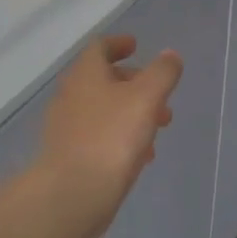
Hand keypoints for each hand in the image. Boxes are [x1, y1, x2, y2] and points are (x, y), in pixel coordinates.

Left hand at [34, 35, 182, 237]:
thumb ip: (162, 73)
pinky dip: (121, 136)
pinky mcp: (69, 155)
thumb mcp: (146, 98)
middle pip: (103, 79)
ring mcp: (67, 127)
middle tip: (160, 95)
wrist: (73, 193)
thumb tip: (170, 55)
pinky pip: (99, 136)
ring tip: (158, 128)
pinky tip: (141, 155)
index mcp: (85, 74)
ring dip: (131, 112)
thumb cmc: (111, 137)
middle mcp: (71, 96)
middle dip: (134, 84)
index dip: (119, 44)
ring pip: (103, 110)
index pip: (99, 48)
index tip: (136, 45)